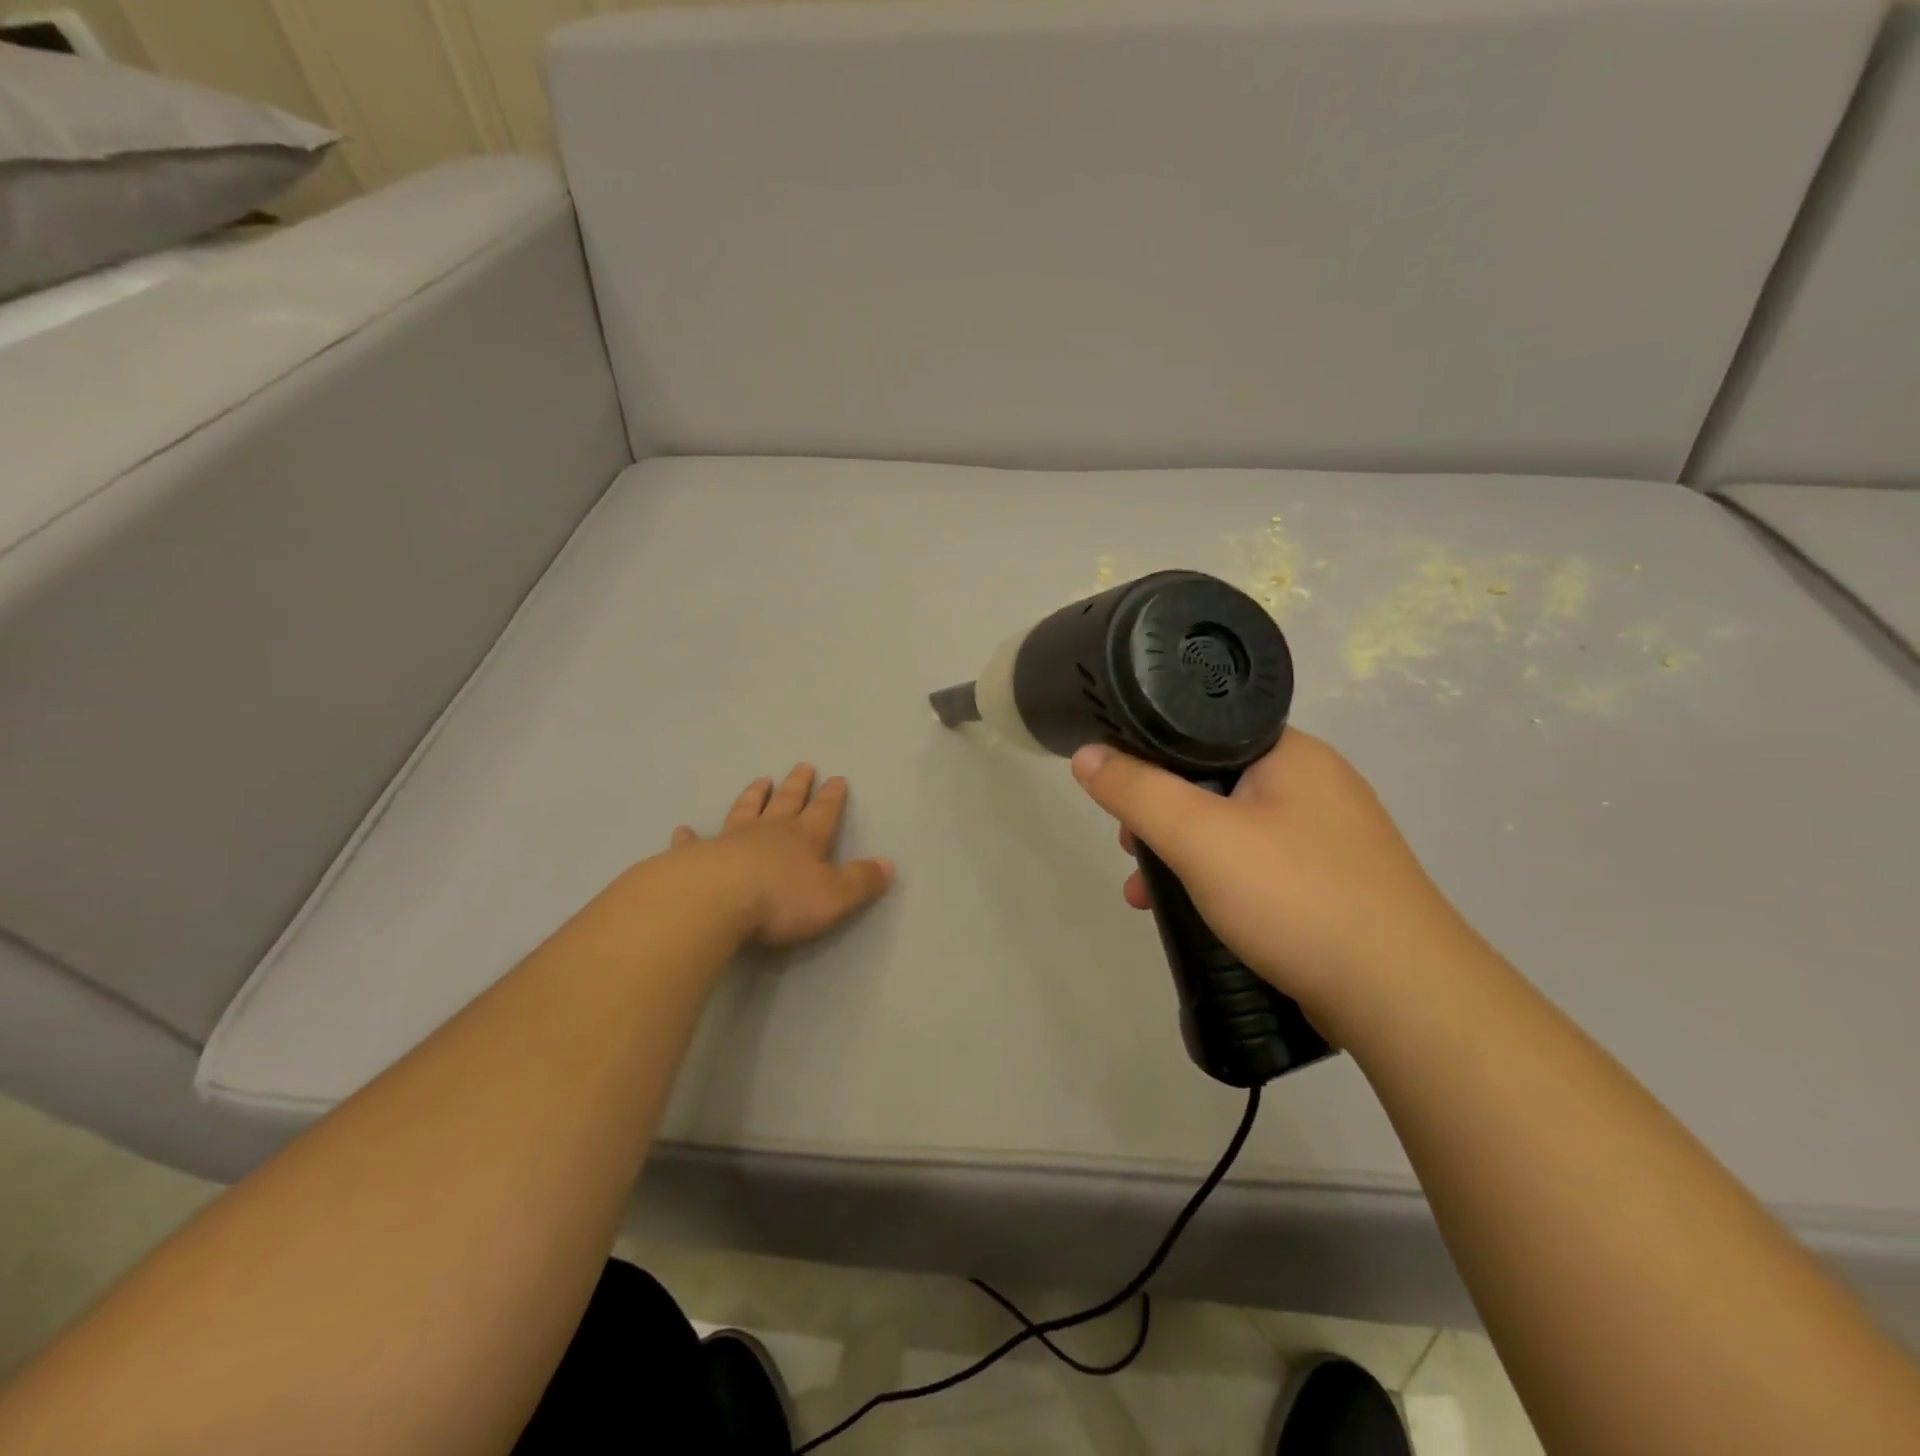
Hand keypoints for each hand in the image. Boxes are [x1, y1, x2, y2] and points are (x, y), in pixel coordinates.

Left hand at [670, 764, 894, 948]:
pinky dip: (690, 835)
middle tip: (802, 765)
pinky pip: (694, 842)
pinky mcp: (696, 856)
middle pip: (786, 801)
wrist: (716, 901)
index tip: (837, 778)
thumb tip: (889, 864)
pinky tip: (683, 829)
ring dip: (754, 795)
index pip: (824, 812)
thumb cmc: (780, 900)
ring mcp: (730, 840)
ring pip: (745, 810)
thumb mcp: (834, 896)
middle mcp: (769, 832)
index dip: (832, 797)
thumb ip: (861, 881)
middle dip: (797, 785)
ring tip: (760, 780)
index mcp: (804, 839)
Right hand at [1071, 730, 1473, 1033]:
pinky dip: (1220, 882)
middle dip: (1162, 818)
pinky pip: (1259, 867)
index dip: (1152, 758)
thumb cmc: (1296, 897)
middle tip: (1130, 849)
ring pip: (1234, 830)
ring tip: (1146, 894)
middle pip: (1214, 782)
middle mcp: (1317, 784)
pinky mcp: (1335, 883)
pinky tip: (1197, 917)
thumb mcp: (1200, 837)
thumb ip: (1137, 791)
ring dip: (1184, 856)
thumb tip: (1086, 755)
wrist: (1403, 997)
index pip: (1204, 731)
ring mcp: (1332, 837)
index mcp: (1292, 753)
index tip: (1121, 796)